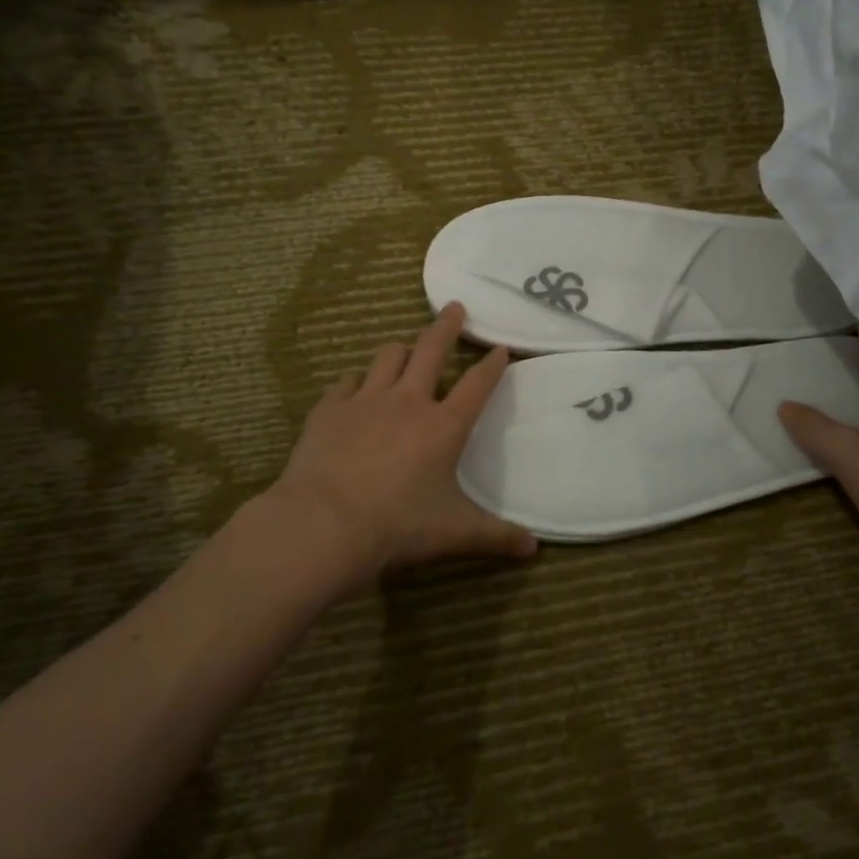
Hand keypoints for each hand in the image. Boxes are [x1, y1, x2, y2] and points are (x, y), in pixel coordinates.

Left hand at [270, 302, 536, 588]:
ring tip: (405, 349)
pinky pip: (346, 383)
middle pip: (431, 350)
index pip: (477, 384)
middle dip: (446, 327)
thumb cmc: (398, 525)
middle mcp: (408, 401)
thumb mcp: (454, 533)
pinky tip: (355, 389)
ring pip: (387, 357)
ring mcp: (366, 401)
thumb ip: (496, 536)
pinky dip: (357, 382)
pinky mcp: (329, 410)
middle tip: (454, 308)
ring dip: (400, 351)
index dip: (492, 365)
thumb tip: (535, 549)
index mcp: (444, 425)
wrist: (324, 524)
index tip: (500, 348)